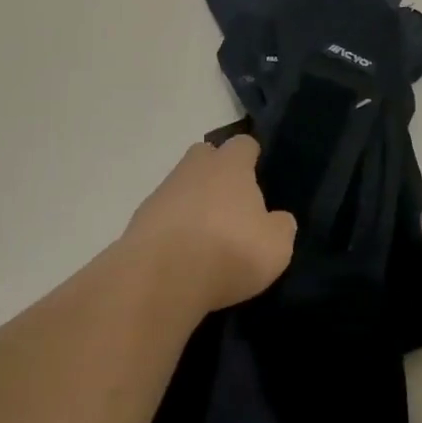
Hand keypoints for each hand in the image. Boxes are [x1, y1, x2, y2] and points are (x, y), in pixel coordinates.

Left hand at [124, 137, 296, 315]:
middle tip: (231, 204)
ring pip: (182, 185)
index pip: (244, 144)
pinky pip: (164, 215)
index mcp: (230, 165)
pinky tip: (182, 255)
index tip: (258, 177)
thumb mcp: (275, 247)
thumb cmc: (228, 251)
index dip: (251, 157)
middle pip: (206, 156)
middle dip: (217, 172)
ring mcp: (163, 191)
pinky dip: (173, 228)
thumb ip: (280, 227)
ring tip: (206, 238)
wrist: (160, 278)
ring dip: (193, 203)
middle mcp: (195, 168)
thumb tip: (278, 219)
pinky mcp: (140, 219)